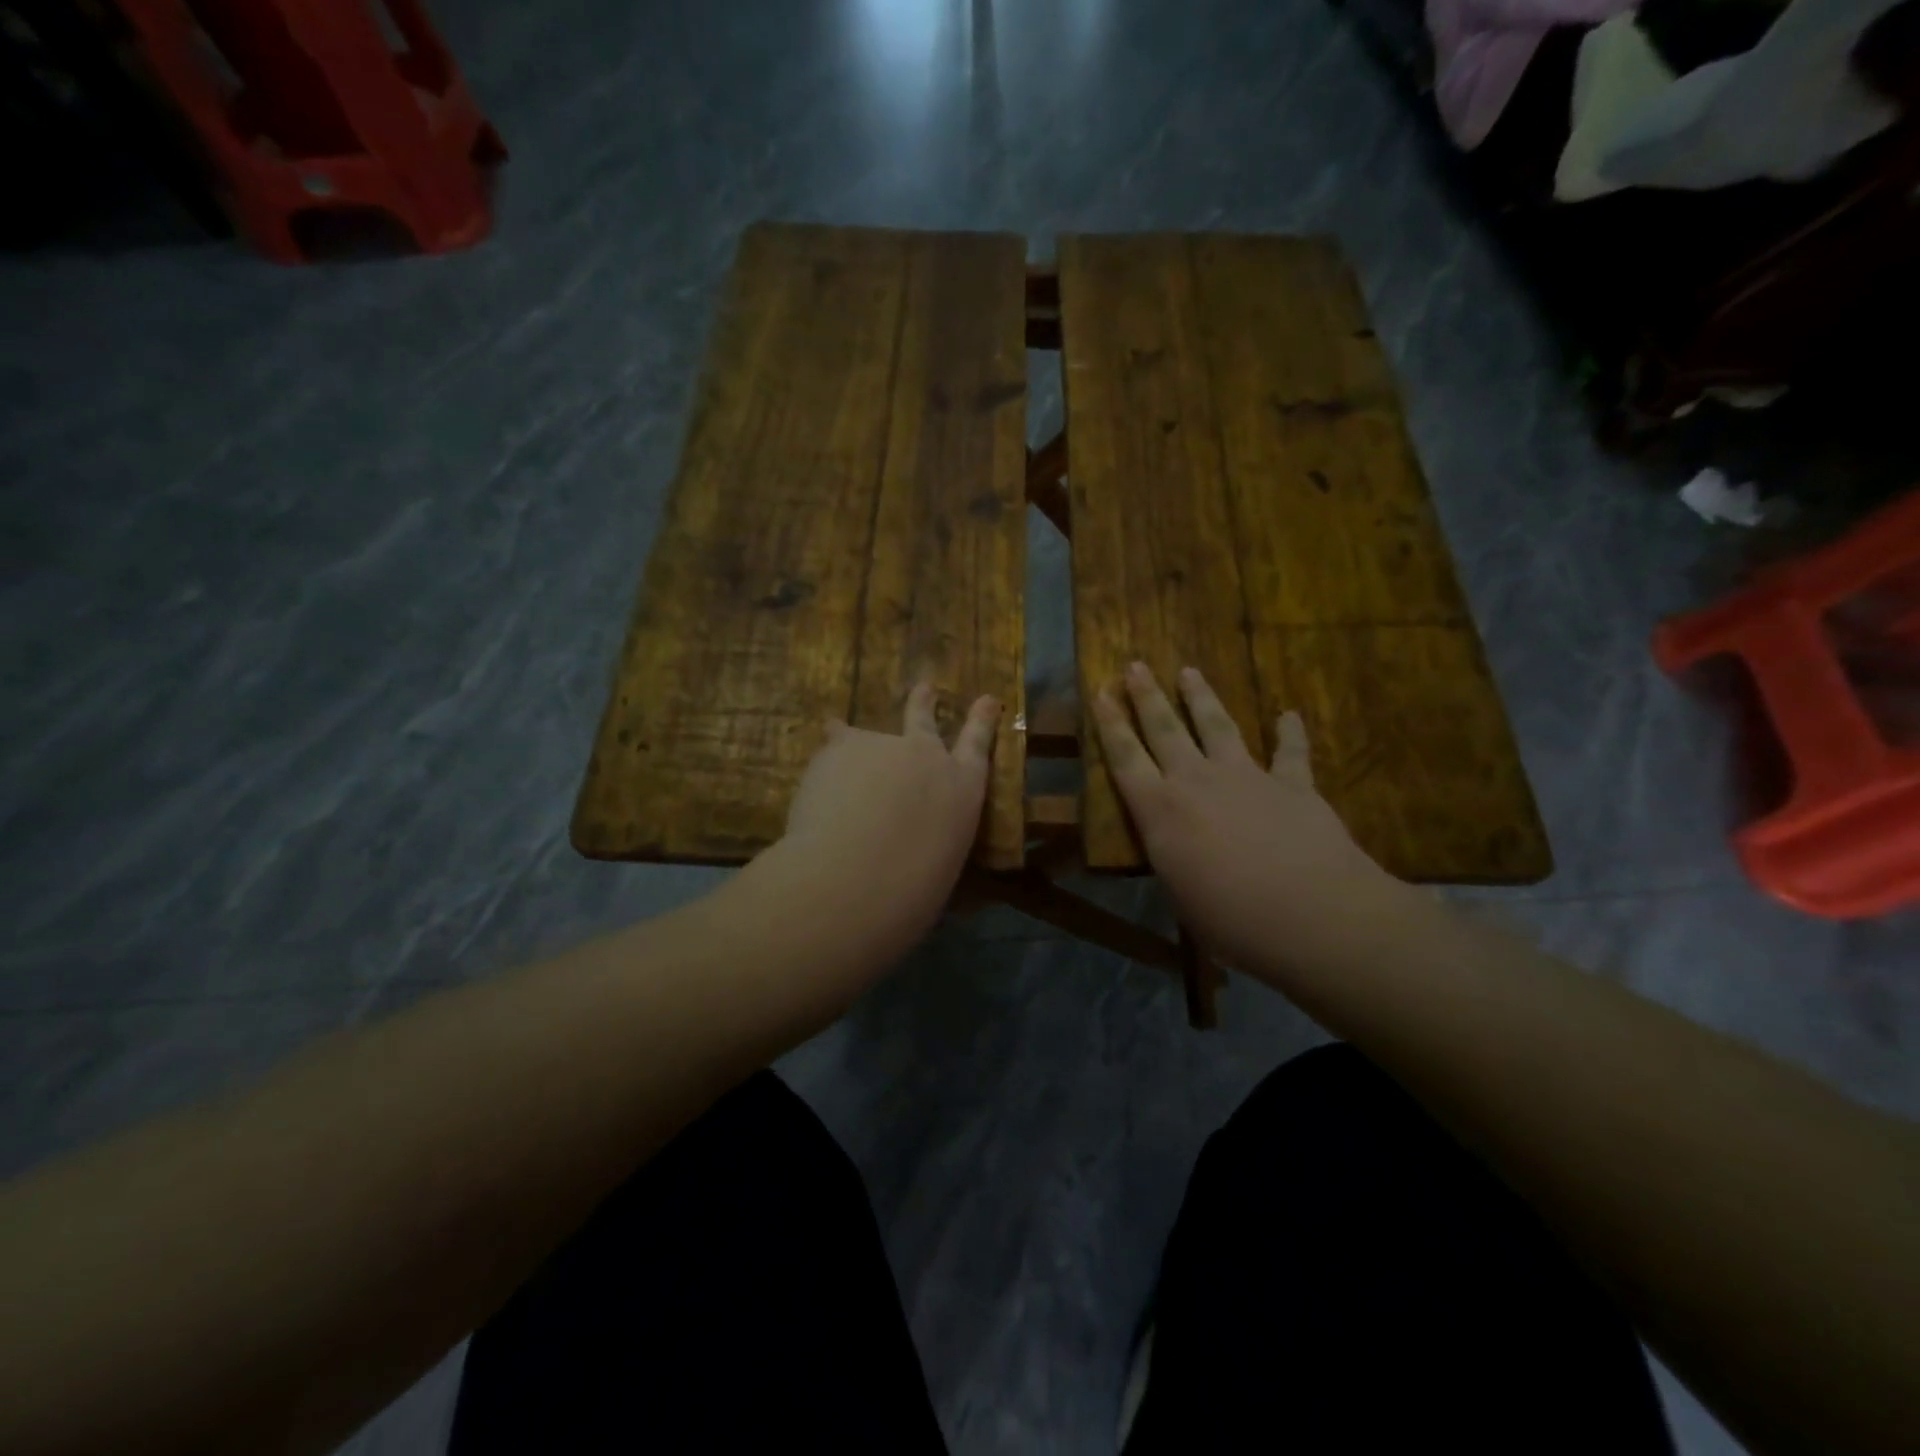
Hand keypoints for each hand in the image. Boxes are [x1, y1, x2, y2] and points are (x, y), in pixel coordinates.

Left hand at [772, 682, 1000, 959]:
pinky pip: (830, 749)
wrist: (856, 878)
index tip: (987, 699)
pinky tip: (813, 787)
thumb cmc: (910, 892)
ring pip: (863, 737)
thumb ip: (930, 843)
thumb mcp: (938, 869)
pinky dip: (823, 766)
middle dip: (923, 702)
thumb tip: (916, 848)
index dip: (981, 721)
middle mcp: (927, 756)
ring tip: (837, 746)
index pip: (978, 747)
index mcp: (962, 790)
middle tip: (924, 686)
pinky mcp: (843, 744)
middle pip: (924, 719)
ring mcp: (884, 745)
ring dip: (853, 744)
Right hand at [1092, 663, 1405, 973]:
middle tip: (1135, 666)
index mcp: (1160, 811)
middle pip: (1165, 729)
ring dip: (1201, 698)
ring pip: (1217, 726)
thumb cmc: (1232, 920)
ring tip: (1189, 671)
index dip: (1110, 723)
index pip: (1125, 758)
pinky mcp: (1292, 784)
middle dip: (1146, 696)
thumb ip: (1175, 861)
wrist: (1313, 915)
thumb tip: (1175, 851)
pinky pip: (1289, 751)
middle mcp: (1196, 782)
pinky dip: (1289, 732)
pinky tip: (1289, 714)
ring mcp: (1246, 777)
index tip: (1100, 691)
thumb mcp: (1182, 896)